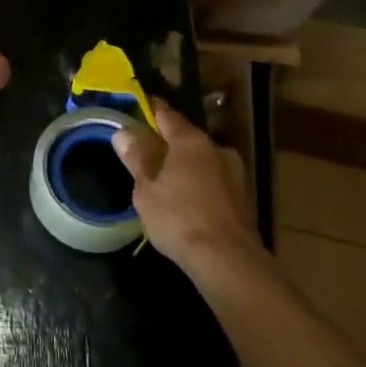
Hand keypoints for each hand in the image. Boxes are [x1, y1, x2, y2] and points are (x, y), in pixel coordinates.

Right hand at [114, 99, 261, 276]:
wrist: (228, 261)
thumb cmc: (179, 218)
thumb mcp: (146, 189)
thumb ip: (137, 158)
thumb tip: (123, 132)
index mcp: (191, 141)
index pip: (167, 115)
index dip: (151, 109)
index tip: (138, 105)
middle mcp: (216, 150)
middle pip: (186, 138)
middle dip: (167, 142)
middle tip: (145, 149)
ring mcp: (233, 174)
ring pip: (201, 161)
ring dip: (184, 165)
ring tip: (163, 178)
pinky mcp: (242, 199)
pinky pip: (212, 181)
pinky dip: (197, 184)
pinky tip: (184, 199)